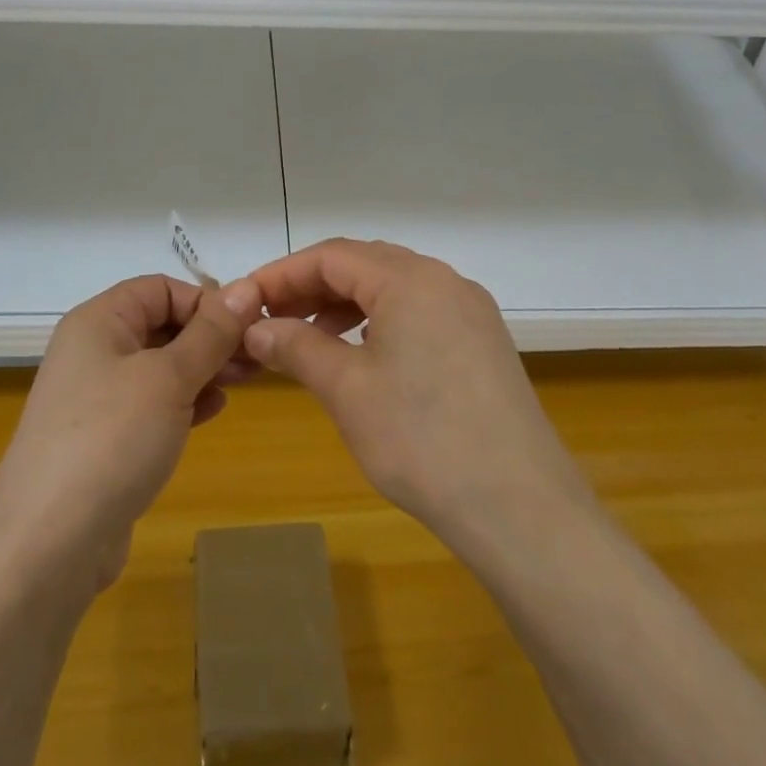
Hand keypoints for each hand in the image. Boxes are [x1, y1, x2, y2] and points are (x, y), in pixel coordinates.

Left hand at [0, 274, 260, 590]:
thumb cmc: (112, 439)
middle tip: (257, 358)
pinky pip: (152, 404)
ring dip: (203, 368)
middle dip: (211, 337)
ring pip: (161, 366)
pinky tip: (213, 410)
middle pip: (162, 324)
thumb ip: (211, 332)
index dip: (205, 301)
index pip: (160, 288)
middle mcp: (93, 351)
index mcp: (99, 321)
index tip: (248, 328)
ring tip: (245, 382)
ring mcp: (96, 397)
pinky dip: (184, 400)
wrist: (49, 544)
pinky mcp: (104, 438)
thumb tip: (247, 287)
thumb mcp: (169, 378)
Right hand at [242, 240, 588, 547]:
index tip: (244, 301)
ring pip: (394, 289)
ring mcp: (470, 312)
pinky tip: (361, 356)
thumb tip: (255, 328)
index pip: (332, 256)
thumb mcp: (347, 390)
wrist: (521, 509)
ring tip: (309, 339)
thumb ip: (296, 347)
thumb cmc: (422, 441)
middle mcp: (445, 281)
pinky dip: (380, 323)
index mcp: (411, 279)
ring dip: (345, 305)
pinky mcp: (483, 343)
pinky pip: (420, 313)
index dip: (282, 274)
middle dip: (312, 286)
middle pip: (364, 264)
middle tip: (271, 319)